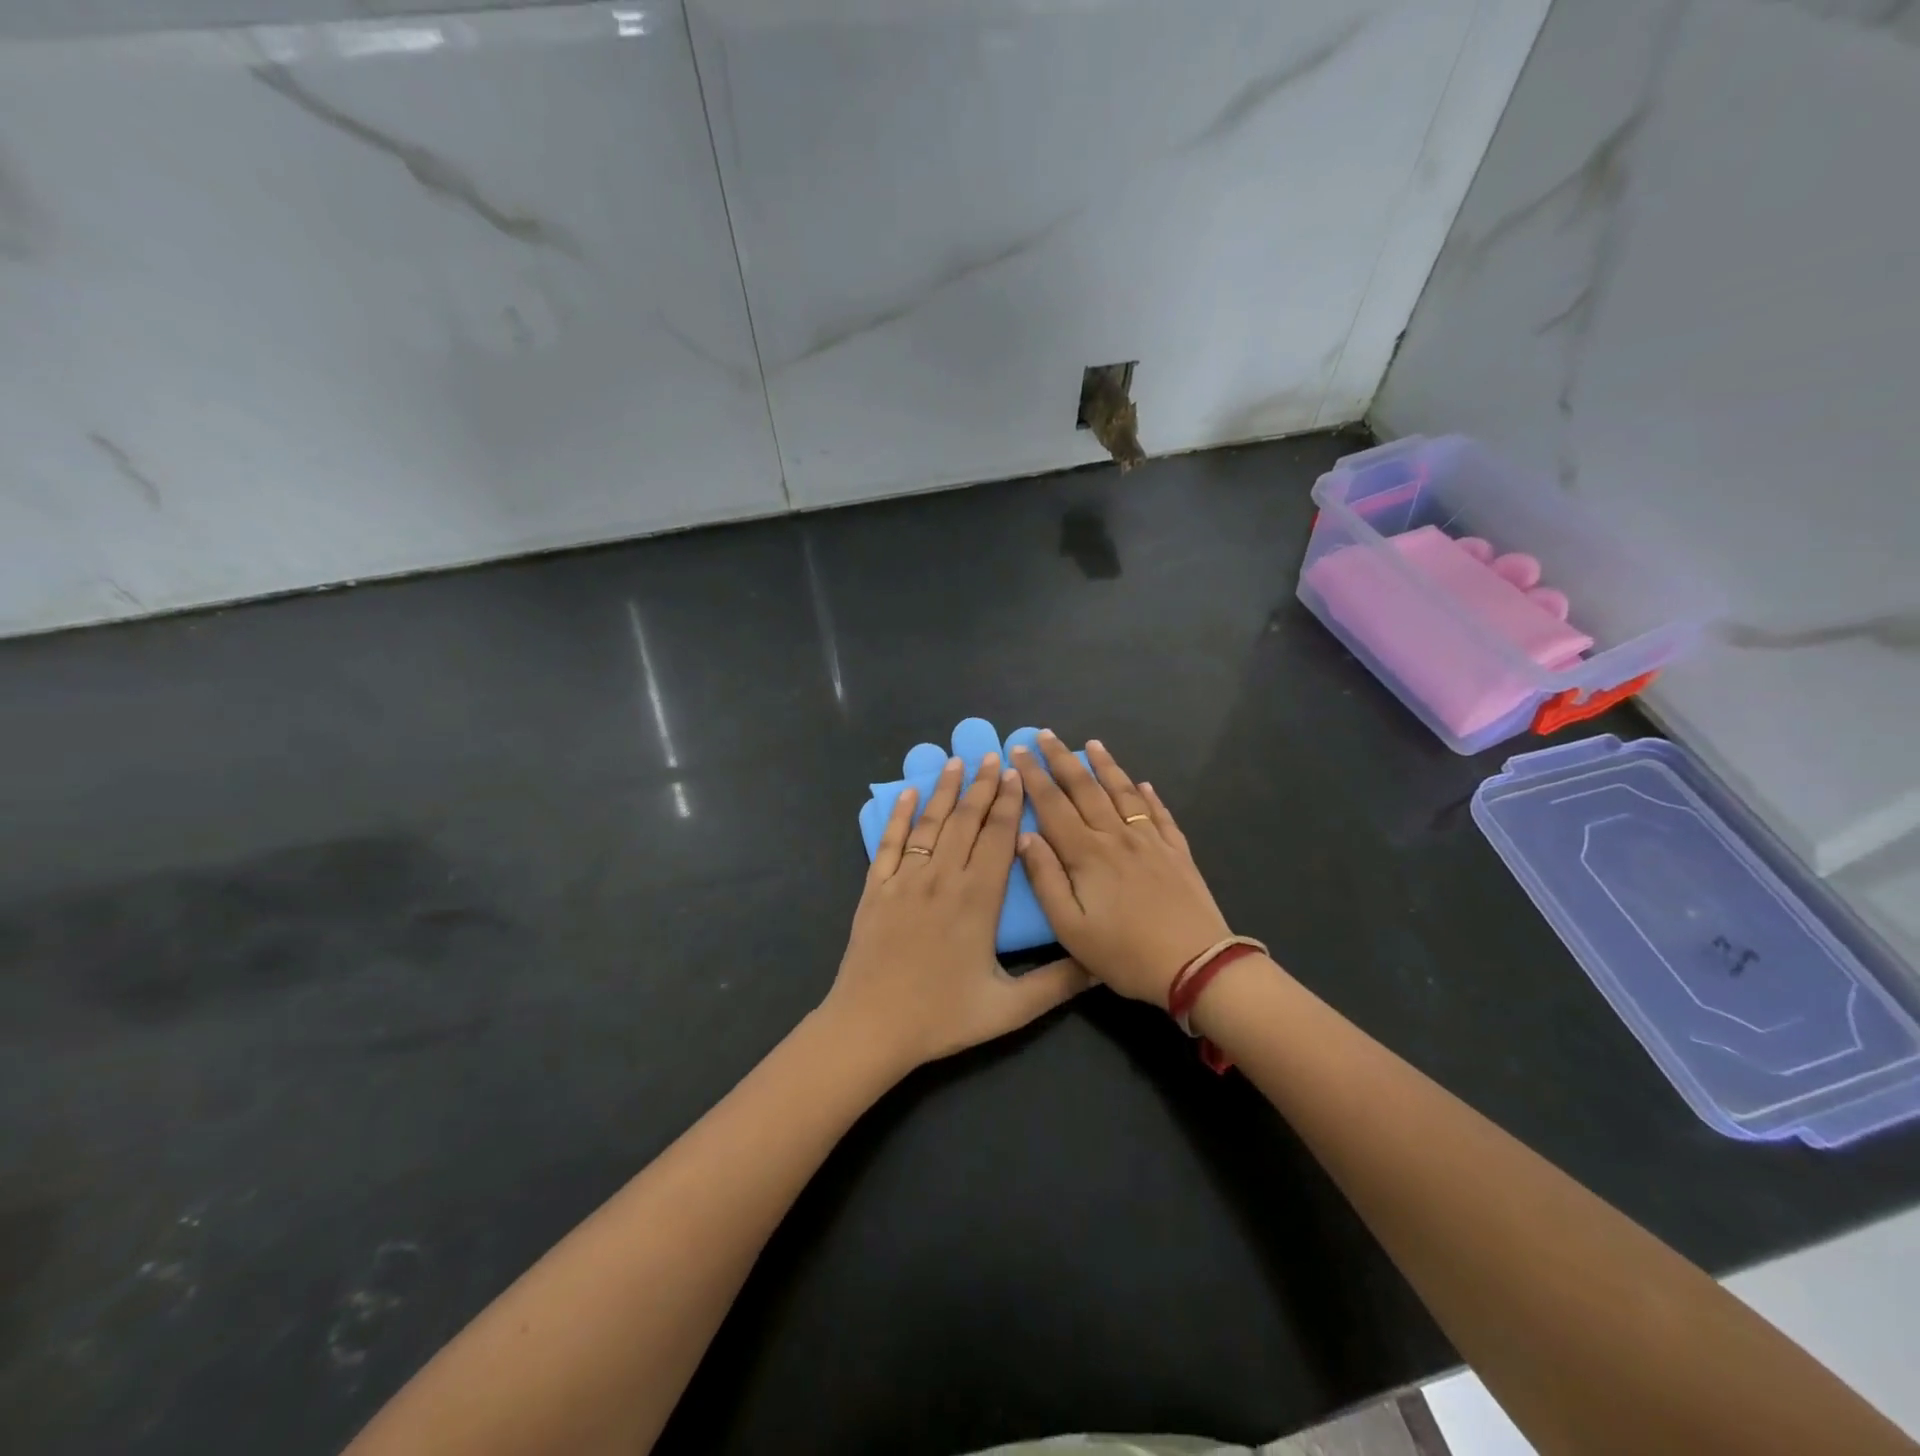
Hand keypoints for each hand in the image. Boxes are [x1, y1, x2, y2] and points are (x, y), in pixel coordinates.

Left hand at [825, 753, 1089, 1073]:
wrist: (871, 1027)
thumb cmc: (942, 1017)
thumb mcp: (1009, 1009)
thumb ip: (1058, 984)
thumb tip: (1100, 965)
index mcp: (977, 899)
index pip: (997, 838)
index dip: (1008, 803)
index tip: (1016, 774)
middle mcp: (942, 878)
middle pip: (965, 821)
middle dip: (981, 786)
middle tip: (991, 755)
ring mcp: (905, 880)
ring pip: (930, 824)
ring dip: (945, 790)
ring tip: (956, 761)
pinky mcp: (876, 889)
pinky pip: (889, 843)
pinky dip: (900, 815)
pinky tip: (908, 793)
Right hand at [1012, 732, 1233, 1004]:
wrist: (1197, 966)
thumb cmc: (1125, 953)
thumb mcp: (1071, 928)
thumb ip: (1045, 879)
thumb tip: (1025, 836)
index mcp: (1087, 854)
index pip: (1052, 805)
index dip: (1033, 777)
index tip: (1018, 751)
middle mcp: (1117, 837)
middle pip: (1085, 789)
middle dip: (1062, 759)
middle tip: (1045, 734)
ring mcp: (1151, 841)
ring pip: (1123, 793)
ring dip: (1105, 766)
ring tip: (1092, 744)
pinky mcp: (1177, 852)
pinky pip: (1159, 815)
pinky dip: (1148, 796)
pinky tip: (1143, 785)